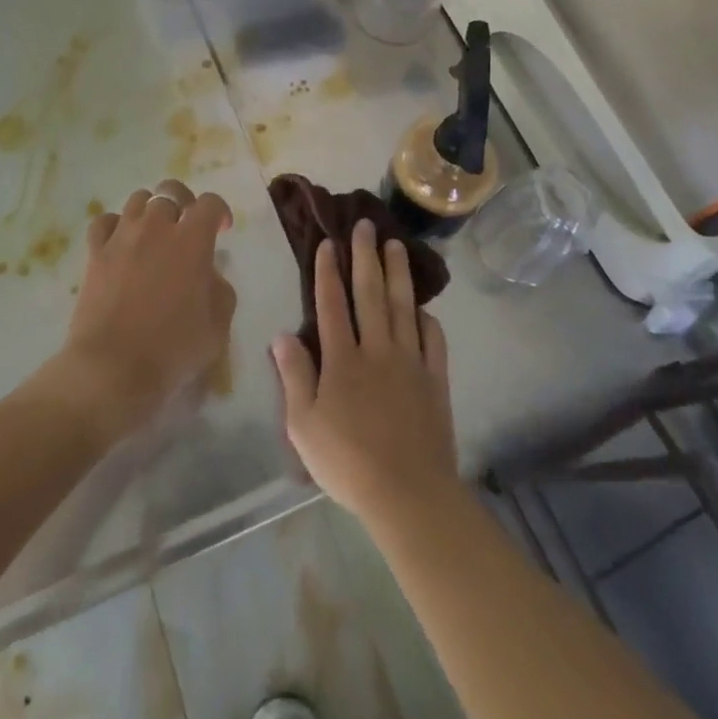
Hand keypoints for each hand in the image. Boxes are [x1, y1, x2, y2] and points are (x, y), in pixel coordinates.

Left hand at [53, 179, 235, 442]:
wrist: (112, 369)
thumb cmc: (172, 350)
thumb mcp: (218, 327)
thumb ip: (221, 291)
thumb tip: (210, 275)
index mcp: (192, 240)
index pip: (210, 203)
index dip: (220, 211)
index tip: (222, 230)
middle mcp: (157, 227)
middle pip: (171, 191)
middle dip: (184, 203)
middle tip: (187, 227)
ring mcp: (122, 236)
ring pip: (138, 200)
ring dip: (151, 210)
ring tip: (154, 233)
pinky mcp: (96, 252)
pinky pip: (104, 221)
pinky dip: (116, 225)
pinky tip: (121, 242)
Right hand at [271, 218, 457, 525]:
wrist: (408, 493)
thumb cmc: (348, 462)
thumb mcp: (304, 425)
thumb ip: (294, 376)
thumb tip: (282, 335)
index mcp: (342, 360)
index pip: (332, 304)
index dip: (328, 271)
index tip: (329, 242)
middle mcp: (377, 350)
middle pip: (370, 294)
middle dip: (366, 256)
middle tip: (365, 225)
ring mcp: (410, 362)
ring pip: (402, 306)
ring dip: (398, 273)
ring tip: (396, 244)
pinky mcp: (435, 379)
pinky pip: (432, 339)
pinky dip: (427, 319)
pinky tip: (422, 308)